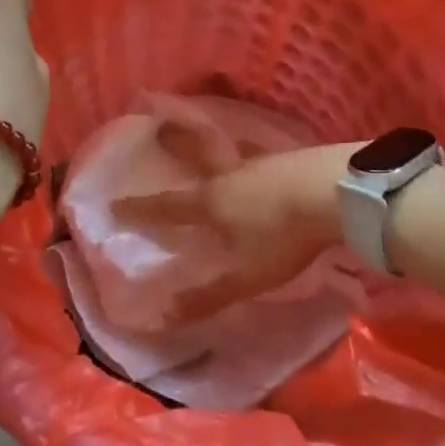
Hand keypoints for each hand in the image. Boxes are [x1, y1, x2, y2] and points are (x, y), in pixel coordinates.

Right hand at [113, 140, 353, 322]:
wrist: (330, 192)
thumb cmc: (282, 237)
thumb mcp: (244, 276)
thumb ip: (206, 296)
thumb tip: (162, 315)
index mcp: (211, 203)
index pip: (167, 208)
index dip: (140, 209)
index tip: (114, 203)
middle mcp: (228, 176)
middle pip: (195, 160)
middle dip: (174, 148)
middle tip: (159, 130)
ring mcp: (259, 163)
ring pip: (228, 157)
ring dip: (213, 152)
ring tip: (209, 146)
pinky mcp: (287, 159)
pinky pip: (260, 156)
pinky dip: (252, 156)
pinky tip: (262, 159)